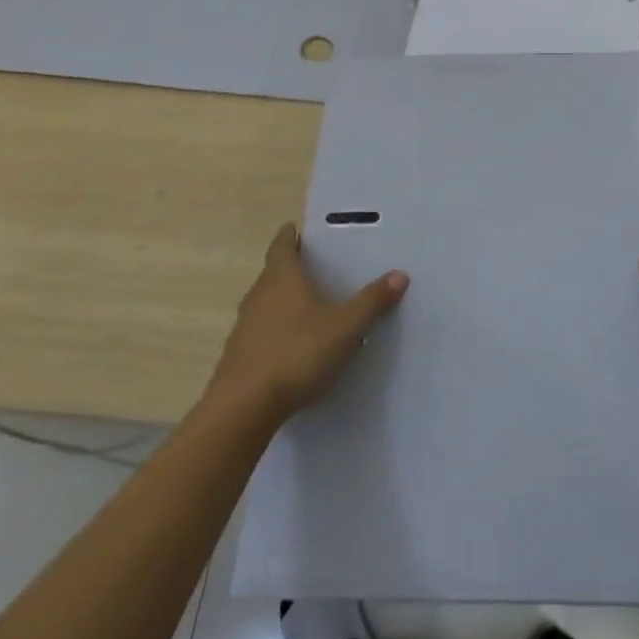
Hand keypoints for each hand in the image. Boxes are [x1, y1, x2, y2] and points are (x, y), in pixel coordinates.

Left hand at [206, 224, 407, 421]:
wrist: (243, 409)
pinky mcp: (239, 356)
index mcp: (281, 279)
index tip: (296, 229)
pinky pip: (261, 331)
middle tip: (314, 266)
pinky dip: (276, 329)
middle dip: (290, 268)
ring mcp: (244, 327)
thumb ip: (372, 301)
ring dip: (282, 300)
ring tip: (308, 305)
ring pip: (265, 303)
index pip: (281, 246)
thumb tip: (400, 274)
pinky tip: (293, 345)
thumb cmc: (297, 354)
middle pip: (272, 273)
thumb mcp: (345, 327)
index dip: (289, 236)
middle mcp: (258, 296)